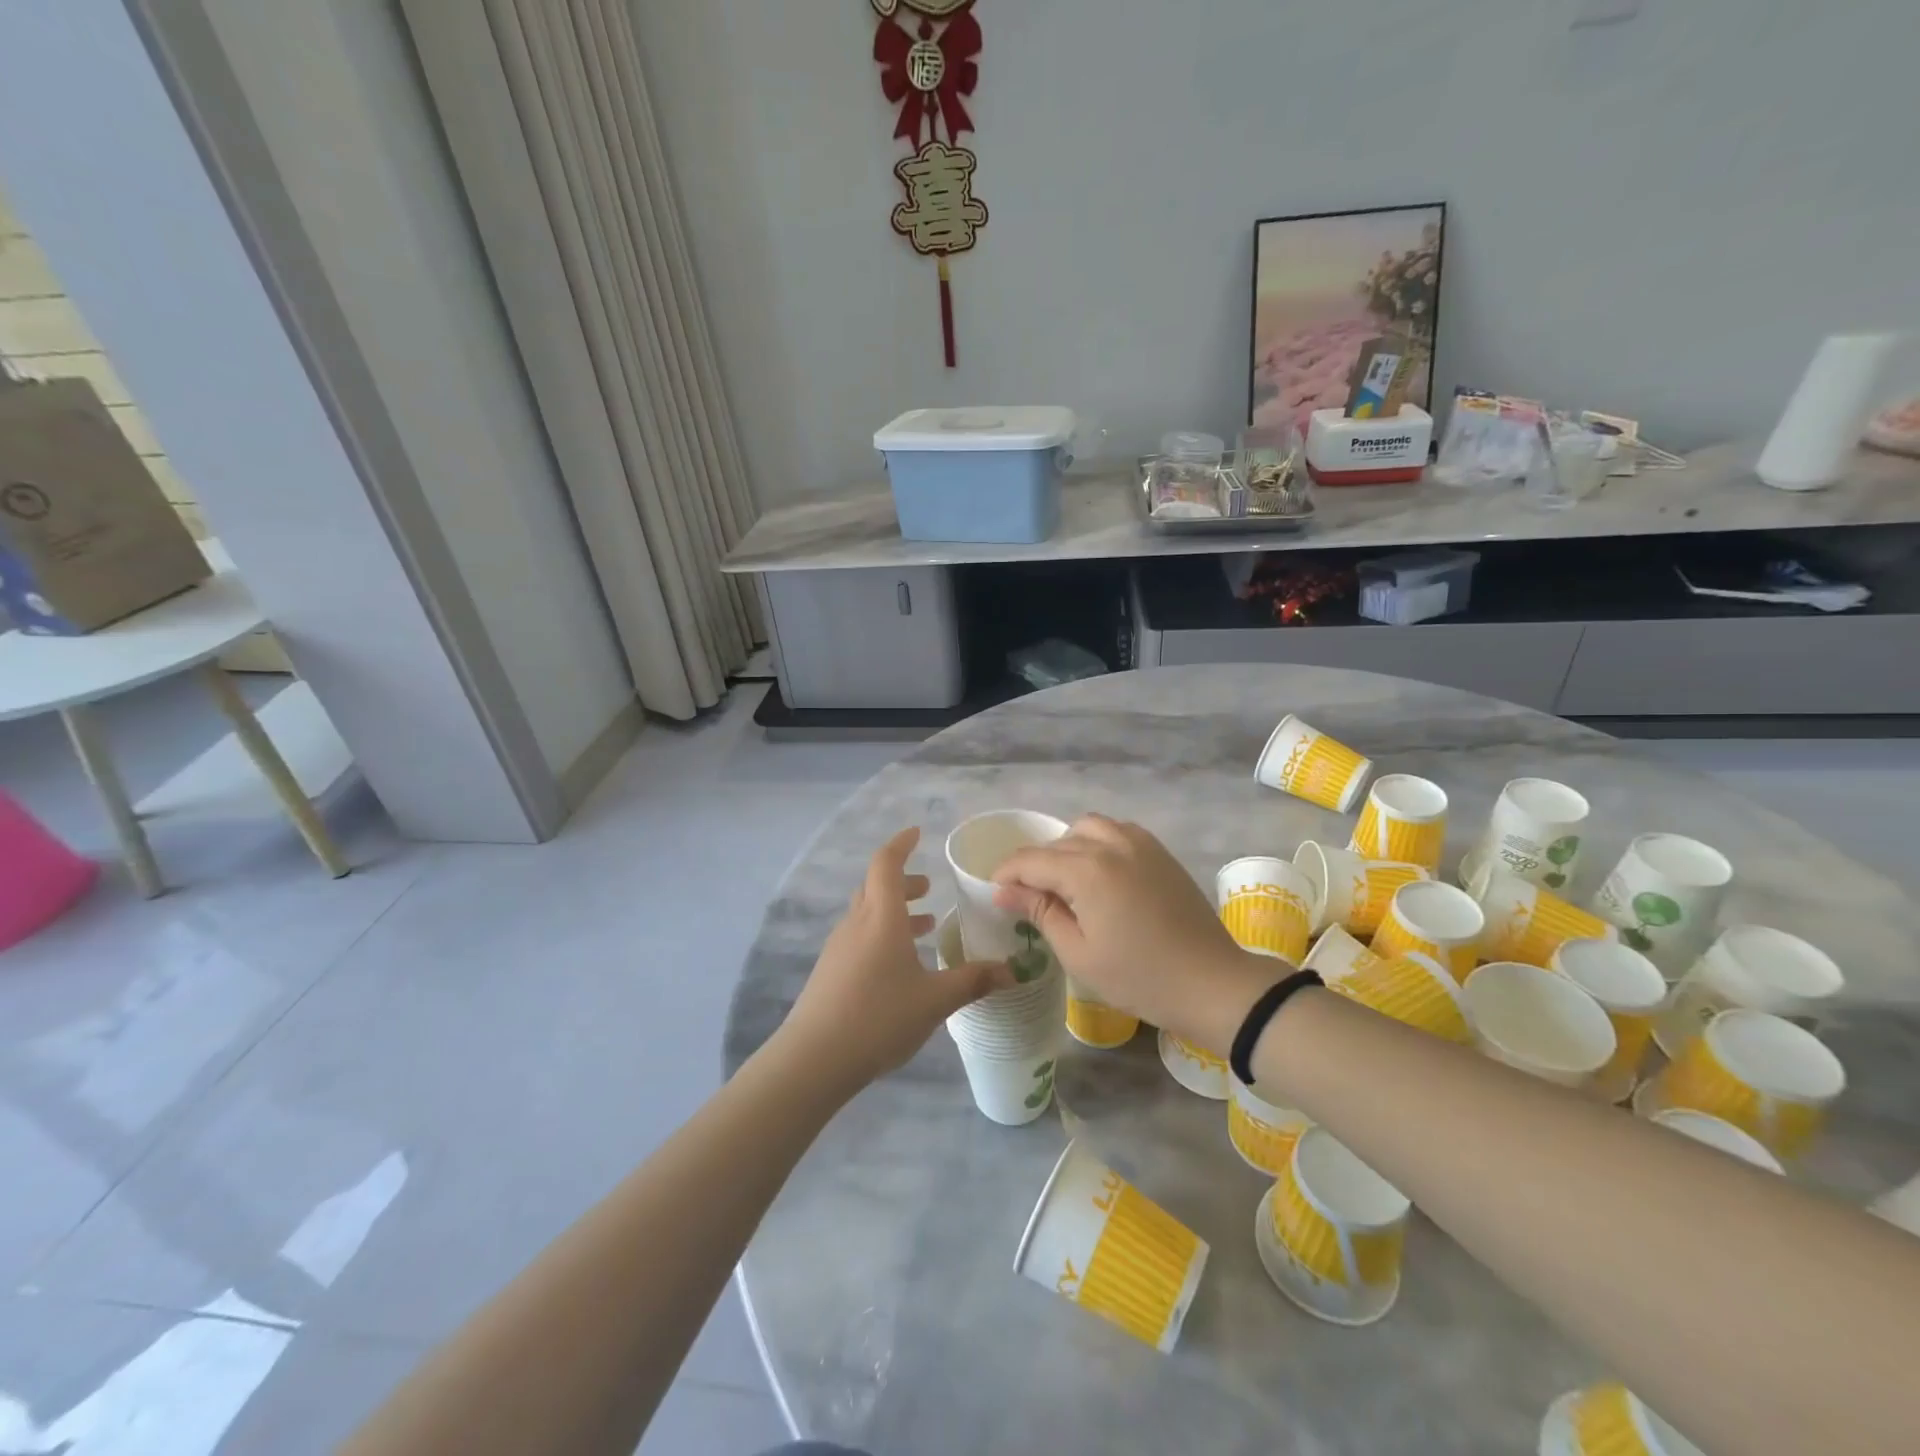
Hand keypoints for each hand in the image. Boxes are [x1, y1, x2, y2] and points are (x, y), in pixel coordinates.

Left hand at [778, 828, 1012, 1091]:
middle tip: (929, 890)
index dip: (901, 844)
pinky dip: (881, 934)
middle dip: (904, 883)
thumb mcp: (935, 1000)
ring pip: (867, 913)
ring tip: (924, 927)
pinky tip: (899, 966)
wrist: (813, 1059)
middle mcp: (856, 923)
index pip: (887, 864)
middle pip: (876, 886)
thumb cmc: (879, 1017)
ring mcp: (838, 947)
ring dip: (894, 912)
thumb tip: (1013, 970)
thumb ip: (974, 981)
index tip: (917, 833)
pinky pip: (859, 936)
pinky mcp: (830, 971)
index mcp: (881, 917)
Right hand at [992, 814, 1270, 1052]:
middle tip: (1029, 899)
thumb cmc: (1139, 977)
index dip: (1007, 875)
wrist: (1212, 983)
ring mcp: (1140, 843)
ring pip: (1088, 828)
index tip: (996, 894)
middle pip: (1057, 843)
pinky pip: (1117, 831)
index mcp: (1087, 870)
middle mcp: (1111, 844)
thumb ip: (1040, 913)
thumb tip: (1003, 891)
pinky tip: (1099, 873)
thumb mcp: (1079, 953)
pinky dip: (1098, 843)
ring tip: (1065, 882)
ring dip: (1067, 848)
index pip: (1031, 860)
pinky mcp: (1160, 852)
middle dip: (1035, 865)